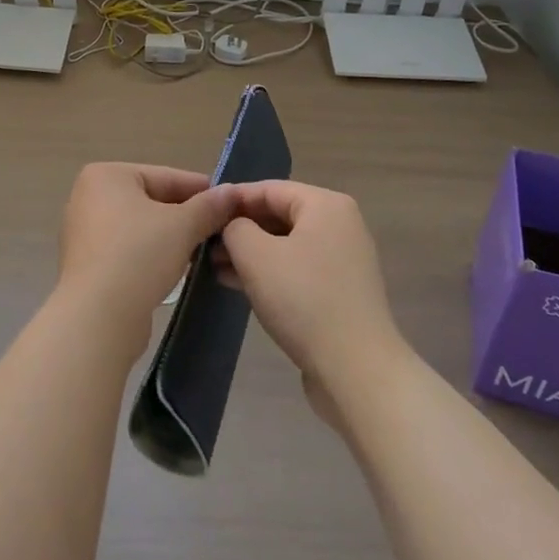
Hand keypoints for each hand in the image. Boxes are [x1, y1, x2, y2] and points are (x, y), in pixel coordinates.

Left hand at [56, 162, 232, 349]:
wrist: (98, 316)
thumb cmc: (138, 255)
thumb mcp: (182, 226)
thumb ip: (209, 206)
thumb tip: (232, 192)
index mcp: (106, 176)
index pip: (165, 176)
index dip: (201, 190)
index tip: (230, 203)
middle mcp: (89, 197)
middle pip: (152, 200)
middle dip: (187, 216)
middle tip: (222, 229)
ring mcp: (85, 232)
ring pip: (142, 227)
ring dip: (171, 237)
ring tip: (205, 250)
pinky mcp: (88, 264)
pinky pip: (128, 250)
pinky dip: (152, 255)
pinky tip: (177, 269)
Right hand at [216, 180, 410, 428]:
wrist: (356, 370)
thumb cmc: (304, 300)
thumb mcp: (256, 256)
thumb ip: (235, 228)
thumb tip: (233, 226)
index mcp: (325, 205)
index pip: (269, 188)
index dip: (232, 199)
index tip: (202, 212)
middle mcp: (339, 225)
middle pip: (279, 215)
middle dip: (240, 229)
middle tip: (203, 243)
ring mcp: (343, 261)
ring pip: (286, 245)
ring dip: (250, 254)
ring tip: (213, 267)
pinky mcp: (340, 293)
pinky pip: (297, 270)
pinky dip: (269, 273)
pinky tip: (238, 285)